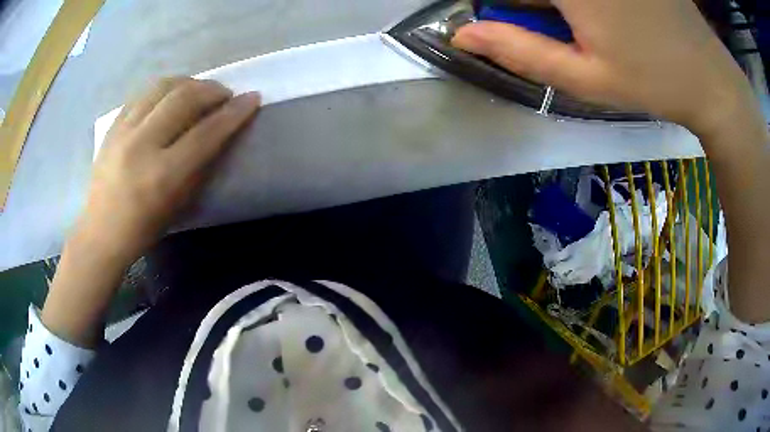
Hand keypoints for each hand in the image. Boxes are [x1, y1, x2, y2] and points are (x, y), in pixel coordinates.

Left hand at [81, 77, 260, 262]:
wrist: (101, 232)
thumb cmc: (144, 228)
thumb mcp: (180, 203)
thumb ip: (201, 164)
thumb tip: (221, 130)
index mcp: (162, 175)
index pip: (205, 132)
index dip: (233, 112)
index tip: (251, 98)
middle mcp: (142, 146)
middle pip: (183, 98)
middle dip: (212, 90)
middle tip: (224, 94)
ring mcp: (123, 132)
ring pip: (162, 87)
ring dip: (188, 83)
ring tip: (198, 90)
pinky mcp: (112, 126)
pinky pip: (142, 94)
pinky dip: (163, 90)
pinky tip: (170, 96)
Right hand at [452, 0, 752, 136]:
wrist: (711, 77)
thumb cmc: (653, 81)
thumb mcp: (586, 78)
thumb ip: (520, 51)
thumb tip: (463, 35)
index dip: (496, 7)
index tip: (496, 22)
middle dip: (528, 6)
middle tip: (543, 21)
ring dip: (554, 6)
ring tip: (575, 21)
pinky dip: (576, 3)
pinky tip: (600, 16)